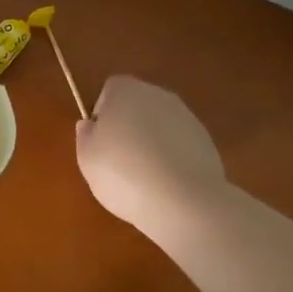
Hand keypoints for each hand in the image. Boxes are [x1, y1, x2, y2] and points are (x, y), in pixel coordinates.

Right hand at [75, 76, 227, 234]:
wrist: (184, 201)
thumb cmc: (123, 173)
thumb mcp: (87, 158)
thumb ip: (85, 136)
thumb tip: (90, 125)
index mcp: (126, 90)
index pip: (110, 90)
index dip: (103, 114)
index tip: (101, 141)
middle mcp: (158, 95)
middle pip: (137, 105)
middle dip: (129, 127)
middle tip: (119, 160)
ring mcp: (187, 118)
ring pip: (160, 125)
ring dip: (152, 143)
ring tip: (144, 178)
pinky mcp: (207, 142)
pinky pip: (180, 145)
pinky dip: (172, 158)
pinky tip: (167, 184)